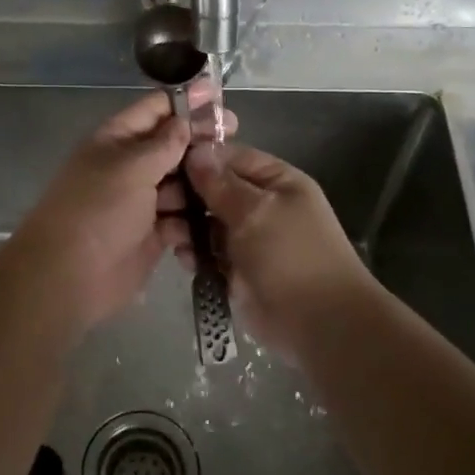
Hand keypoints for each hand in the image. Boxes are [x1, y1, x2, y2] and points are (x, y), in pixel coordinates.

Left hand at [12, 83, 234, 329]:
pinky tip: (216, 224)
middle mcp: (130, 166)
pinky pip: (182, 221)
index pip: (155, 109)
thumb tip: (185, 121)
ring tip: (231, 186)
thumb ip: (164, 144)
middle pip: (173, 146)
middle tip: (236, 139)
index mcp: (117, 140)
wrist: (68, 277)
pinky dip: (195, 224)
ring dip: (203, 186)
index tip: (219, 98)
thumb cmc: (97, 211)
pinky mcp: (153, 234)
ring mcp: (142, 201)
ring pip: (182, 185)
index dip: (186, 101)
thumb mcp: (131, 168)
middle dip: (202, 143)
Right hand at [171, 143, 374, 354]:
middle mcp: (262, 205)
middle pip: (216, 190)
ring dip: (186, 225)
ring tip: (169, 232)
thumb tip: (196, 152)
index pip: (232, 157)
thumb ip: (221, 184)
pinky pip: (208, 252)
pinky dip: (194, 252)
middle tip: (157, 201)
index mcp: (277, 182)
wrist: (318, 323)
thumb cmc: (291, 255)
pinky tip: (182, 256)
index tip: (164, 162)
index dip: (200, 158)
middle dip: (187, 194)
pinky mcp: (236, 270)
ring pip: (207, 222)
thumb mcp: (256, 211)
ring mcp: (249, 239)